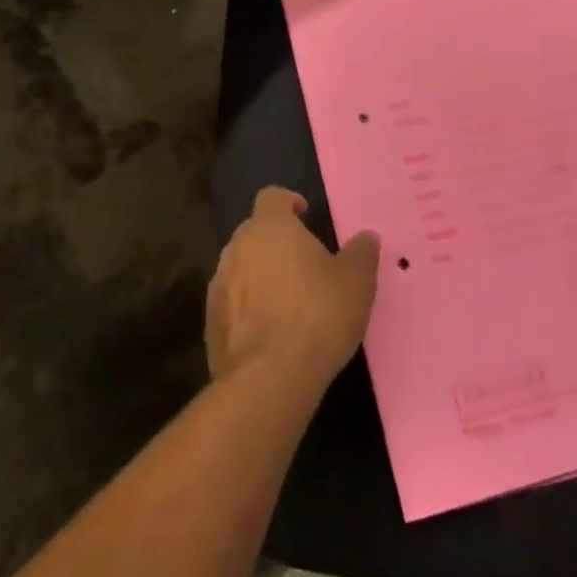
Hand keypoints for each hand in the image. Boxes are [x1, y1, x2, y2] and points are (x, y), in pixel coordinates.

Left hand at [206, 187, 380, 390]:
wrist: (269, 379)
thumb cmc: (318, 315)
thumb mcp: (356, 282)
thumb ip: (361, 253)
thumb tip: (366, 237)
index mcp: (270, 227)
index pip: (272, 197)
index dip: (289, 204)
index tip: (305, 217)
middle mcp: (237, 247)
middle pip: (254, 232)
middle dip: (275, 242)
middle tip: (303, 264)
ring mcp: (218, 285)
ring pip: (240, 268)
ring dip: (259, 276)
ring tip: (287, 301)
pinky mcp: (210, 324)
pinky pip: (232, 304)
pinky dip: (247, 310)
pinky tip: (269, 333)